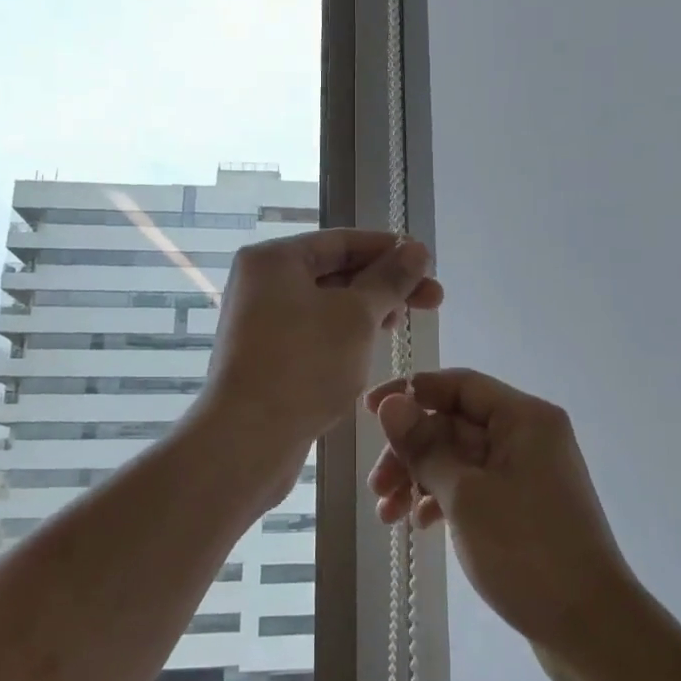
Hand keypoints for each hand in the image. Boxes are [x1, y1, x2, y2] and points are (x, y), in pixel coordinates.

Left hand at [200, 230, 442, 486]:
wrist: (246, 440)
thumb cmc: (303, 365)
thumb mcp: (356, 316)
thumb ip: (390, 279)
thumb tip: (417, 250)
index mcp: (274, 259)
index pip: (343, 241)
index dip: (390, 249)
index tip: (429, 262)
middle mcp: (263, 283)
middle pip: (336, 270)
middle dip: (385, 283)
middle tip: (434, 299)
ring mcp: (262, 321)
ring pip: (328, 304)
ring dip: (369, 309)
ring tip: (404, 323)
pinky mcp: (268, 355)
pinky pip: (315, 331)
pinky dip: (346, 333)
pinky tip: (373, 346)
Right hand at [367, 369, 638, 669]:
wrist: (592, 629)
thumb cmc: (527, 551)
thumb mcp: (466, 495)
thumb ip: (425, 446)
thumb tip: (391, 403)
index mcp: (524, 418)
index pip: (459, 385)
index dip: (411, 391)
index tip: (368, 411)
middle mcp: (529, 436)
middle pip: (455, 424)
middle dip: (411, 450)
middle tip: (376, 486)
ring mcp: (528, 473)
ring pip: (460, 459)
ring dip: (420, 479)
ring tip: (386, 515)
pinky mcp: (524, 507)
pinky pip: (474, 487)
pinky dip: (443, 499)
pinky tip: (419, 524)